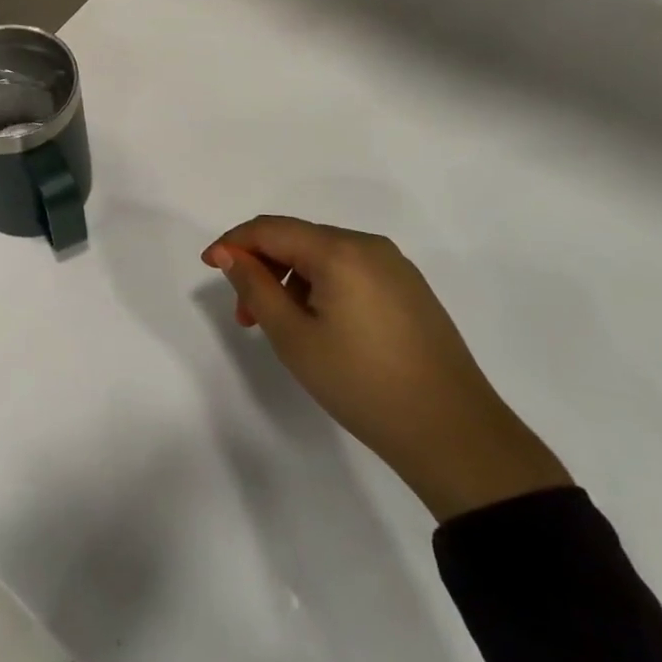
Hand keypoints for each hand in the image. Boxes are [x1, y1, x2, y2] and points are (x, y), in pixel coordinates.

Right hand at [202, 215, 570, 521]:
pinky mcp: (409, 290)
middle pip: (297, 238)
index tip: (207, 267)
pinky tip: (318, 326)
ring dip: (290, 281)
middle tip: (244, 314)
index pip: (271, 228)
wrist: (454, 433)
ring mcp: (395, 267)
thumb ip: (255, 287)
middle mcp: (369, 246)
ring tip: (279, 328)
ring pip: (323, 256)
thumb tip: (230, 254)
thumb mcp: (294, 337)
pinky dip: (320, 288)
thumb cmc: (362, 383)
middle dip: (261, 267)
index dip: (233, 242)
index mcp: (340, 250)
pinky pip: (350, 272)